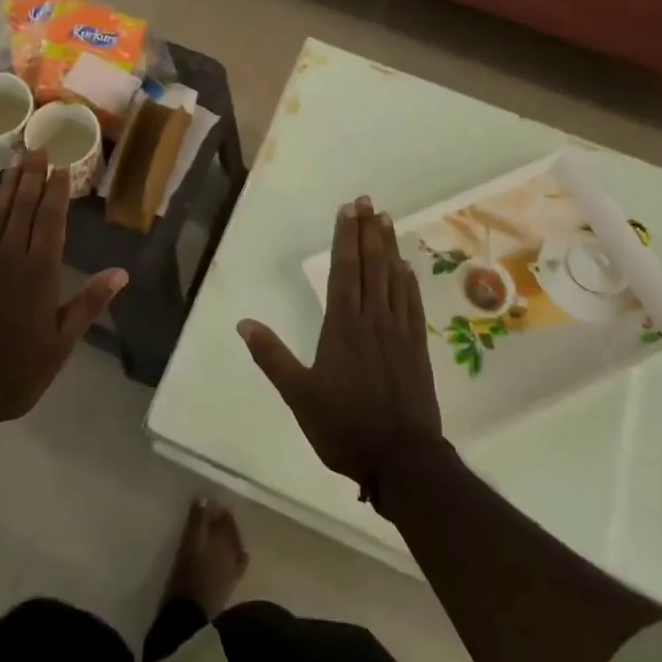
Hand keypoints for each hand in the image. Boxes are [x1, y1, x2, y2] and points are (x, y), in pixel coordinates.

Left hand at [0, 150, 126, 436]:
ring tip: (15, 161)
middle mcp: (9, 258)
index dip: (56, 191)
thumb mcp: (60, 344)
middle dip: (31, 176)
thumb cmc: (14, 372)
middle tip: (37, 146)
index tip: (61, 166)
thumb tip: (121, 272)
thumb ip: (88, 304)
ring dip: (7, 186)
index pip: (50, 220)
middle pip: (22, 208)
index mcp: (39, 273)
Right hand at [238, 197, 443, 502]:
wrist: (402, 460)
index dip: (345, 238)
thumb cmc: (344, 426)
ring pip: (394, 278)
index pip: (344, 271)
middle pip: (371, 265)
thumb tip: (244, 323)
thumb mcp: (299, 395)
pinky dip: (409, 281)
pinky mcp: (417, 348)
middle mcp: (373, 319)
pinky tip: (407, 267)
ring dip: (389, 247)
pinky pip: (412, 304)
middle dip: (368, 231)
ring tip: (386, 220)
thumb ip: (272, 356)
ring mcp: (399, 332)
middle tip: (368, 201)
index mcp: (343, 326)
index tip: (348, 210)